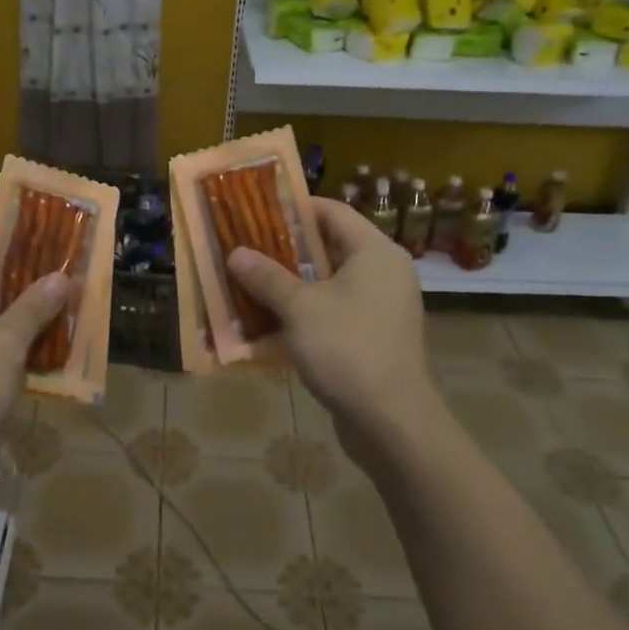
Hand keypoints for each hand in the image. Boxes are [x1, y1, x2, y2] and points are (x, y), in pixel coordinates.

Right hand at [227, 199, 441, 472]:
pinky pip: (336, 310)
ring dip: (292, 282)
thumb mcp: (299, 308)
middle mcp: (384, 272)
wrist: (392, 422)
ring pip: (330, 282)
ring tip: (251, 280)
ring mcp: (382, 306)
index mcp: (375, 252)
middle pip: (330, 246)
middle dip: (286, 248)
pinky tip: (272, 319)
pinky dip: (306, 310)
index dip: (295, 208)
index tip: (257, 210)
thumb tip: (236, 253)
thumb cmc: (348, 349)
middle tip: (246, 246)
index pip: (333, 212)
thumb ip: (267, 277)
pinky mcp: (375, 336)